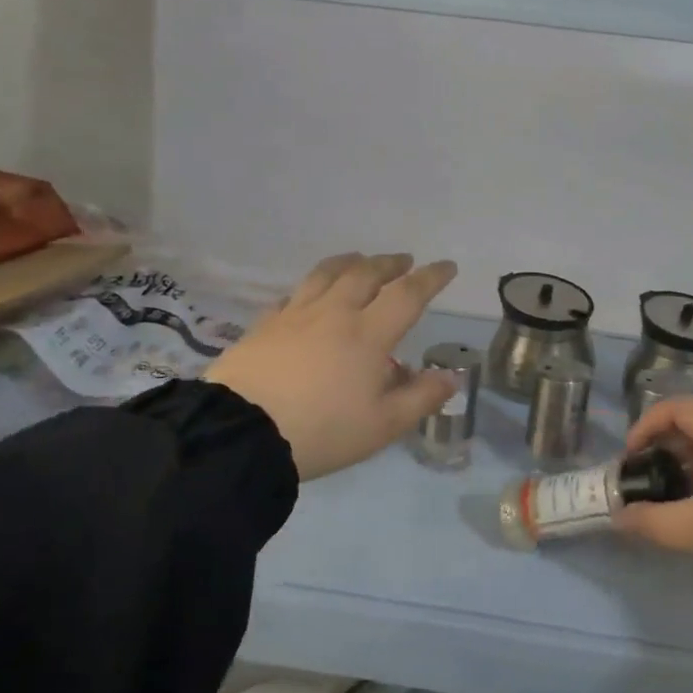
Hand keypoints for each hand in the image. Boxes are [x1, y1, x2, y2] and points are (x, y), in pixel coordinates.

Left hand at [206, 252, 458, 480]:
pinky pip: (293, 295)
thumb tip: (451, 376)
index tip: (447, 266)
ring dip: (350, 262)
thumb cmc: (322, 430)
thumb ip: (421, 398)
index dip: (431, 278)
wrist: (241, 432)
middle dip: (390, 264)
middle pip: (366, 274)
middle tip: (404, 261)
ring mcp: (295, 315)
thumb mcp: (382, 425)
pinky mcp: (264, 325)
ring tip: (360, 260)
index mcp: (368, 334)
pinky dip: (311, 287)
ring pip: (327, 274)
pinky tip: (309, 295)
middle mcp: (334, 313)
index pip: (407, 294)